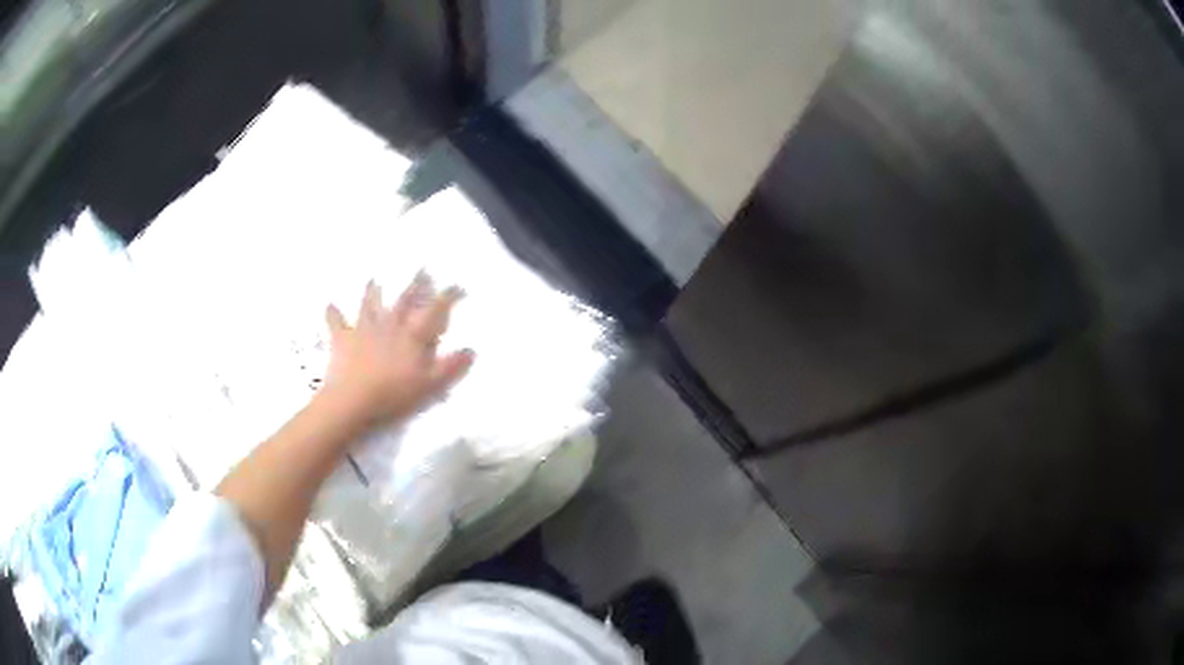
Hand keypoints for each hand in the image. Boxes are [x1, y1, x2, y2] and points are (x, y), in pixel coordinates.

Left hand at [320, 274, 474, 426]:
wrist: (352, 400)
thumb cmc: (393, 394)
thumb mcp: (429, 385)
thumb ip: (450, 366)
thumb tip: (471, 349)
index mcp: (411, 336)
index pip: (434, 311)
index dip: (447, 297)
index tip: (457, 286)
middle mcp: (389, 325)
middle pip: (403, 300)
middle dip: (414, 285)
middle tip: (421, 270)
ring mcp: (364, 329)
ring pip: (369, 304)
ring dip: (372, 291)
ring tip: (374, 279)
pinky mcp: (342, 338)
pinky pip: (336, 322)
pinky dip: (333, 313)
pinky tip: (330, 305)